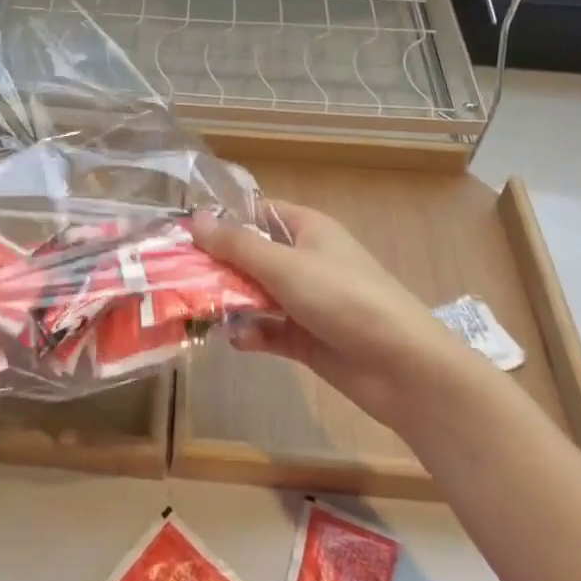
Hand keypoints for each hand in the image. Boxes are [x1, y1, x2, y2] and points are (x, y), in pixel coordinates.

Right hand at [189, 202, 473, 432]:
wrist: (403, 368)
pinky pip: (268, 328)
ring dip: (230, 302)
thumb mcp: (285, 265)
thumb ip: (237, 245)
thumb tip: (195, 219)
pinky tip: (238, 341)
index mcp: (307, 229)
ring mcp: (306, 300)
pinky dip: (252, 333)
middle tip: (177, 277)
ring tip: (197, 312)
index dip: (223, 220)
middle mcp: (305, 259)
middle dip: (217, 266)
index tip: (183, 233)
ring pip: (256, 294)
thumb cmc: (345, 299)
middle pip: (251, 255)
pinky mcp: (307, 337)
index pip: (257, 212)